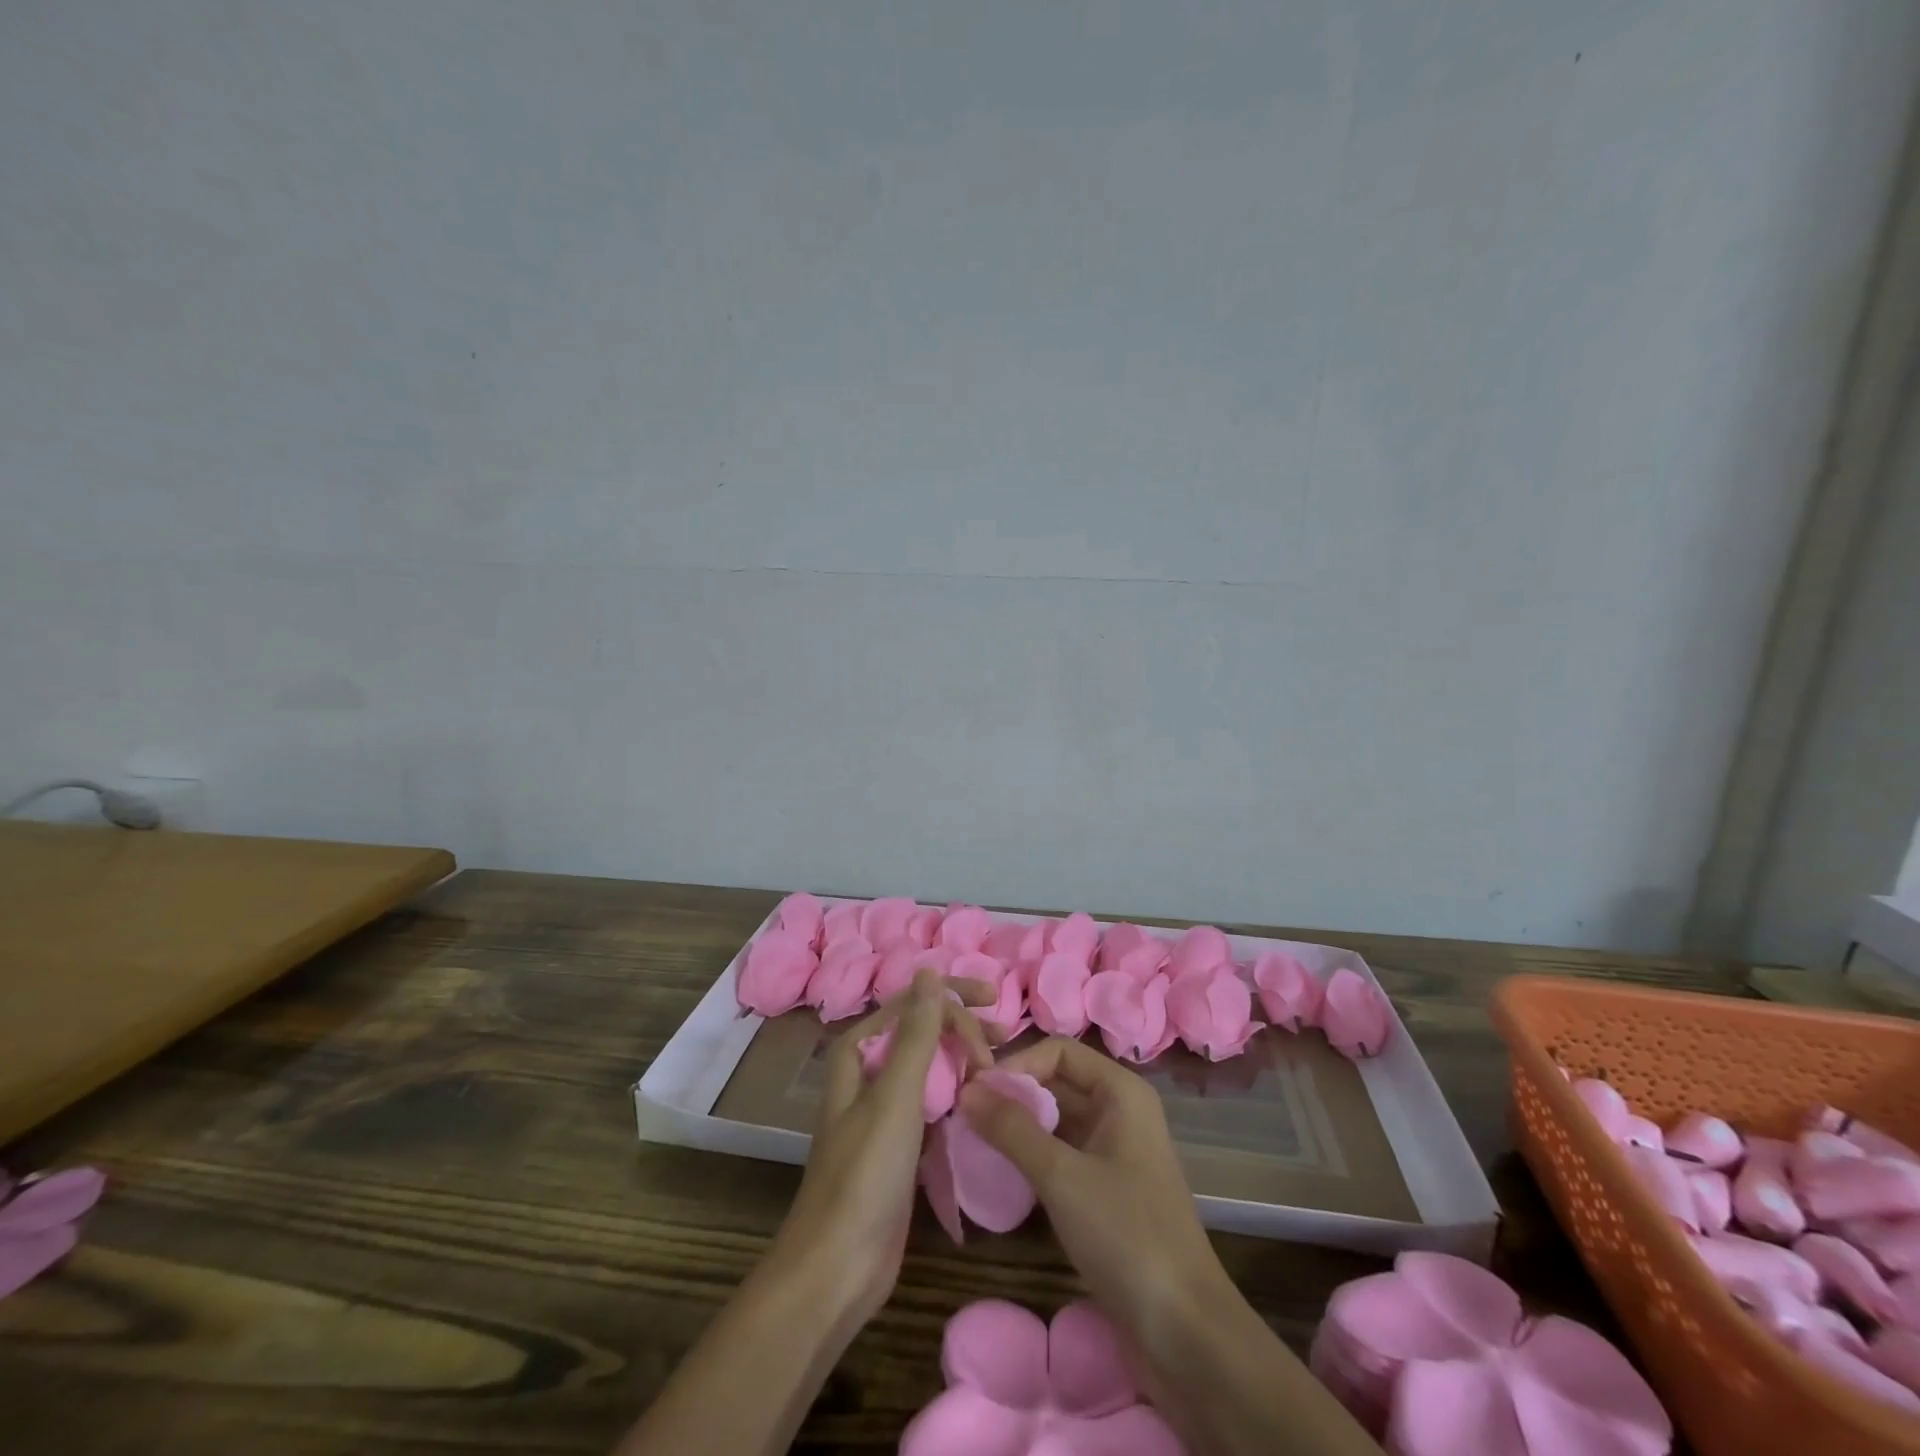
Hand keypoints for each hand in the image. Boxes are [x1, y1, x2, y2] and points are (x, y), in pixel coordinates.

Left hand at [769, 970, 993, 1326]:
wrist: (837, 1268)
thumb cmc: (865, 1174)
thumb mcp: (894, 1096)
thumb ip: (915, 1032)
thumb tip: (927, 970)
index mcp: (860, 1053)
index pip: (912, 1004)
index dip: (954, 999)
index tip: (995, 1009)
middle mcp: (869, 1074)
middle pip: (921, 1032)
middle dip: (962, 1027)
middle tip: (1004, 1037)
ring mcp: (883, 1112)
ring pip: (929, 1069)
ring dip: (962, 1061)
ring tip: (1000, 1067)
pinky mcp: (899, 1147)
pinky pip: (933, 1105)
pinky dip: (958, 1098)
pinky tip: (983, 1104)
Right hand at [957, 1036, 1227, 1333]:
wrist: (1186, 1332)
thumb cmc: (1127, 1236)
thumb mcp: (1062, 1177)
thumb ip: (1012, 1129)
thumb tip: (965, 1090)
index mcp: (1120, 1091)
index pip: (1057, 1051)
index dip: (1016, 1064)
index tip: (974, 1094)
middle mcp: (1119, 1110)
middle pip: (1055, 1082)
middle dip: (1011, 1096)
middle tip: (963, 1118)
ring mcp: (1113, 1151)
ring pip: (1055, 1121)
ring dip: (1016, 1128)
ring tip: (972, 1143)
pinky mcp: (1106, 1189)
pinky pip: (1061, 1155)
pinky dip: (1030, 1157)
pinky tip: (1000, 1175)